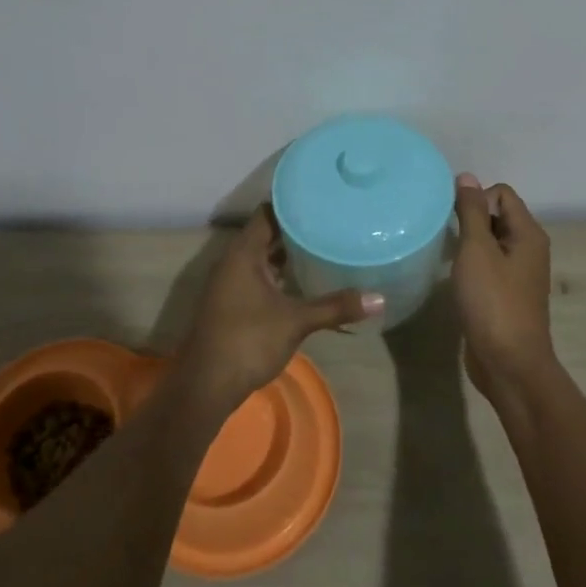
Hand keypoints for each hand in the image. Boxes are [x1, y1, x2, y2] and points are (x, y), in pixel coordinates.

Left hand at [176, 206, 382, 413]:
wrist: (205, 386)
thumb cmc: (248, 341)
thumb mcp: (296, 321)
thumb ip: (335, 306)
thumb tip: (380, 299)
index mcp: (244, 252)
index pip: (268, 212)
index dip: (293, 204)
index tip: (321, 201)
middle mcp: (233, 261)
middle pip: (266, 233)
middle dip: (296, 230)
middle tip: (331, 223)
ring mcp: (230, 283)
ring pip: (262, 257)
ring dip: (287, 254)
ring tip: (324, 247)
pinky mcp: (232, 303)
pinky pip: (258, 276)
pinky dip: (280, 275)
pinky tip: (304, 282)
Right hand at [450, 174, 557, 404]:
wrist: (509, 364)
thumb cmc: (493, 302)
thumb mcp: (477, 250)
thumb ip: (471, 212)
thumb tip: (467, 177)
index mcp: (528, 234)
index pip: (502, 193)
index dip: (477, 198)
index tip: (454, 220)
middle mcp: (528, 249)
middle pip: (498, 215)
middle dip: (470, 219)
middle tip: (447, 237)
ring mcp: (519, 274)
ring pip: (490, 242)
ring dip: (468, 243)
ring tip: (447, 256)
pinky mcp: (506, 295)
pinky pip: (488, 266)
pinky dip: (471, 265)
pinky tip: (455, 278)